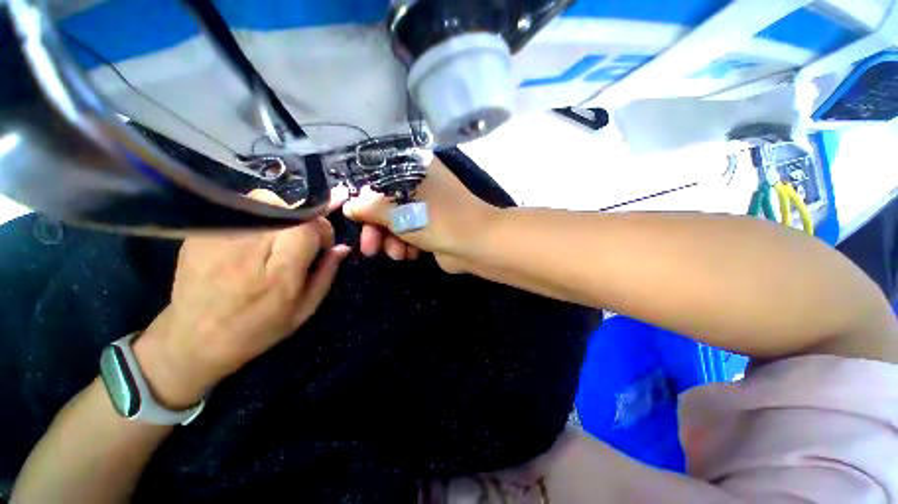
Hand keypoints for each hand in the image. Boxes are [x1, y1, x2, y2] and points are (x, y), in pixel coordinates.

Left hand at [133, 189, 350, 407]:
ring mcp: (220, 240)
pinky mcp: (201, 234)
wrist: (194, 338)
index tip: (322, 244)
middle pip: (288, 210)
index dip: (323, 230)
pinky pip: (240, 207)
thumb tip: (343, 247)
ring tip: (277, 236)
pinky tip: (253, 238)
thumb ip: (326, 275)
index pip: (308, 228)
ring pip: (264, 201)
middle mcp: (249, 252)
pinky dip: (256, 215)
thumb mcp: (304, 309)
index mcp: (278, 276)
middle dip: (304, 221)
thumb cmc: (258, 328)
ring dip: (281, 214)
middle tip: (301, 240)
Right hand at [342, 158, 495, 272]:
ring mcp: (426, 207)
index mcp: (411, 167)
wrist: (474, 243)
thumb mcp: (395, 210)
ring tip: (396, 254)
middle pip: (384, 203)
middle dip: (375, 228)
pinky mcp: (431, 226)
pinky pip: (409, 234)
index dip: (361, 198)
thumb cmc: (434, 218)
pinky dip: (405, 245)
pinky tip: (409, 255)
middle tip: (370, 248)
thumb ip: (367, 207)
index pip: (376, 177)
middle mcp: (419, 184)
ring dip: (390, 240)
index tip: (353, 218)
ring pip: (396, 221)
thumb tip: (349, 207)